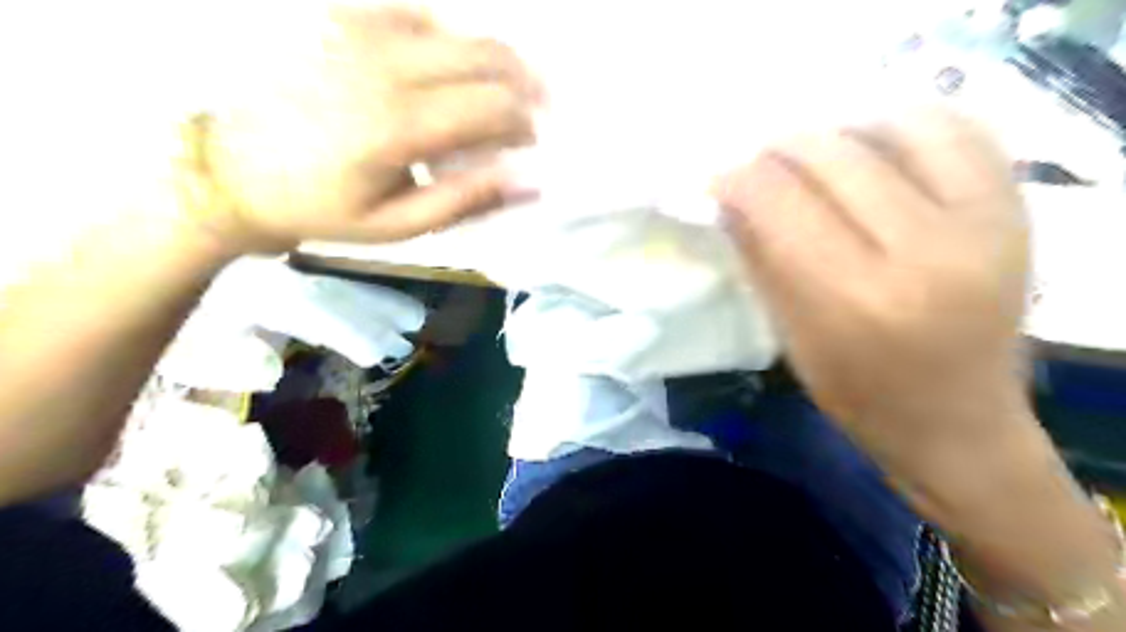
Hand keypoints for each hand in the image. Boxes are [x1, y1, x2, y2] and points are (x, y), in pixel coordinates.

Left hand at [181, 5, 539, 251]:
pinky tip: (455, 64)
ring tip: (507, 89)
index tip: (531, 145)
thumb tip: (528, 182)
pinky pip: (419, 12)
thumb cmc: (324, 207)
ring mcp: (362, 31)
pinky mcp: (344, 18)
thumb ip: (466, 201)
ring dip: (497, 59)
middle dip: (525, 85)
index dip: (527, 123)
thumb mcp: (398, 226)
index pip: (494, 106)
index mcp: (398, 126)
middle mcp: (385, 66)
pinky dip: (452, 37)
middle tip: (534, 113)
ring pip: (461, 29)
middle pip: (487, 56)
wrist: (234, 169)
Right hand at [716, 112, 1032, 497]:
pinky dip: (909, 125)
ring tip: (816, 152)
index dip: (739, 177)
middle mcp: (923, 251)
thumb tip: (729, 198)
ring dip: (843, 129)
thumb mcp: (791, 336)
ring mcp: (982, 224)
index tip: (719, 178)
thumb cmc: (859, 394)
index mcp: (855, 298)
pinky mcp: (1014, 212)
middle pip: (835, 157)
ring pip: (902, 127)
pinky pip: (963, 131)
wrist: (958, 421)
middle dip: (780, 149)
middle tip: (758, 162)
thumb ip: (759, 259)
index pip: (781, 202)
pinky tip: (876, 146)